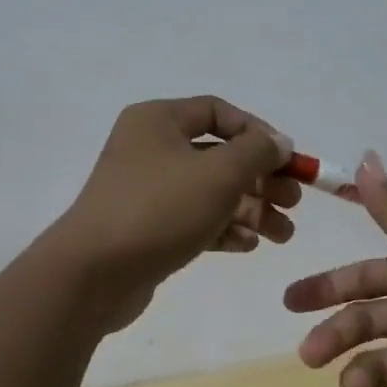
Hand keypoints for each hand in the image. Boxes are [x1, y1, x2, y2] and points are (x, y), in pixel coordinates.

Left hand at [51, 96, 299, 331]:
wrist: (93, 275)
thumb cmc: (159, 209)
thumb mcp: (219, 173)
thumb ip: (257, 152)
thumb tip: (280, 142)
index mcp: (158, 121)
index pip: (218, 112)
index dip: (258, 132)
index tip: (287, 160)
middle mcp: (151, 149)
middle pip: (220, 156)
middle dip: (261, 179)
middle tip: (293, 202)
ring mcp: (147, 192)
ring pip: (211, 192)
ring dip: (251, 210)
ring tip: (283, 235)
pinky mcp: (148, 229)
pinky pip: (195, 220)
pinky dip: (224, 229)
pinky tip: (250, 245)